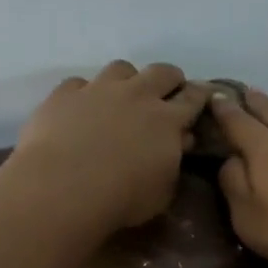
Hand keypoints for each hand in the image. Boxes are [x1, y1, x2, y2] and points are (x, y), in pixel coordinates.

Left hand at [8, 61, 208, 235]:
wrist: (63, 188)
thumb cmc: (122, 199)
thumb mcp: (162, 192)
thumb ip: (174, 163)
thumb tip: (179, 142)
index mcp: (167, 120)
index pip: (193, 98)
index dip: (200, 95)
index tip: (203, 96)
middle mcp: (136, 95)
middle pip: (161, 72)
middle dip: (169, 79)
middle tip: (167, 93)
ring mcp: (98, 90)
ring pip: (121, 68)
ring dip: (127, 79)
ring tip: (122, 96)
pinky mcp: (64, 94)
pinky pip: (79, 83)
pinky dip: (85, 93)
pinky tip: (80, 109)